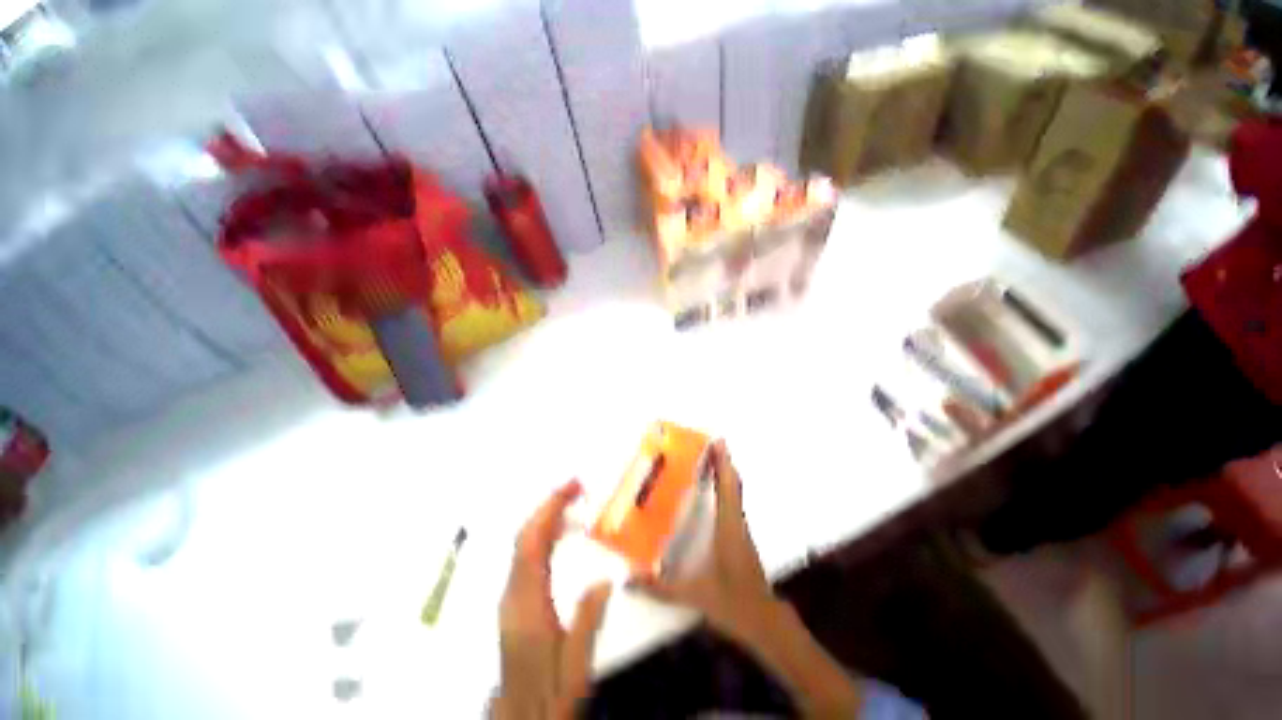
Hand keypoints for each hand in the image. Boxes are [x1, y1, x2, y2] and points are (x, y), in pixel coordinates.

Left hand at [497, 480, 611, 719]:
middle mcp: (513, 593)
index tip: (571, 488)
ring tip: (572, 502)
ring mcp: (511, 596)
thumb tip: (605, 579)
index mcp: (528, 604)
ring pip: (523, 545)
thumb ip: (588, 619)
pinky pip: (526, 556)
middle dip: (547, 506)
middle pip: (524, 538)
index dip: (548, 510)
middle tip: (575, 487)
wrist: (520, 714)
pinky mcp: (514, 600)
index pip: (532, 544)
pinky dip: (542, 535)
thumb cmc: (549, 691)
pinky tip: (560, 534)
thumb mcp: (576, 664)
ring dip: (545, 518)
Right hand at [628, 440, 776, 644]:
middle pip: (733, 484)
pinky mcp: (740, 535)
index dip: (723, 464)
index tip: (719, 442)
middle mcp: (736, 522)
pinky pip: (733, 502)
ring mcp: (740, 528)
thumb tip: (629, 580)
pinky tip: (715, 489)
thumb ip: (660, 588)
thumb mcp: (694, 595)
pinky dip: (726, 487)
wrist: (764, 621)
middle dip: (723, 462)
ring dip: (725, 473)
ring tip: (711, 459)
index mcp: (727, 527)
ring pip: (735, 492)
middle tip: (711, 443)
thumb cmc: (732, 602)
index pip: (727, 488)